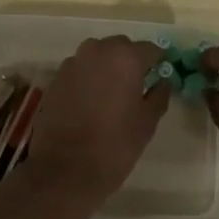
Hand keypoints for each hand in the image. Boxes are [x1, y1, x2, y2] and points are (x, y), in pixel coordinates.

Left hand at [21, 36, 169, 215]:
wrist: (63, 171)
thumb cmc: (114, 146)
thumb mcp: (147, 123)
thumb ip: (159, 95)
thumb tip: (162, 81)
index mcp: (125, 57)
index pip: (150, 49)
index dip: (158, 61)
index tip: (162, 73)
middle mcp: (97, 51)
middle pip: (121, 47)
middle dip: (131, 61)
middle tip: (137, 85)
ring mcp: (73, 63)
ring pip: (97, 55)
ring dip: (107, 67)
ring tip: (113, 94)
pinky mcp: (55, 79)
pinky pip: (80, 70)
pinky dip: (88, 78)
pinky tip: (91, 102)